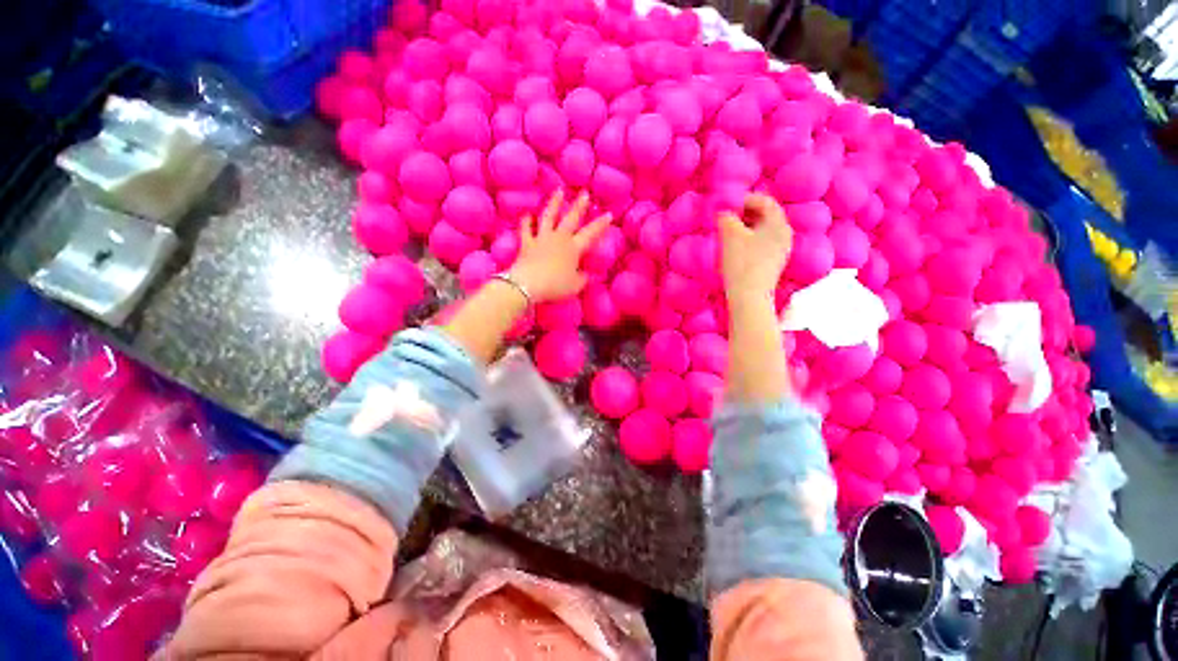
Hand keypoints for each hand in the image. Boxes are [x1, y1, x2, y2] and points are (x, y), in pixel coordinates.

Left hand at [510, 189, 611, 302]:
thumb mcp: (575, 286)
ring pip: (549, 216)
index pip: (591, 233)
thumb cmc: (555, 286)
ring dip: (554, 203)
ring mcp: (542, 238)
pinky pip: (526, 229)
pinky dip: (526, 221)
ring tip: (558, 191)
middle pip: (571, 218)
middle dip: (579, 205)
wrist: (529, 284)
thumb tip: (587, 274)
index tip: (609, 214)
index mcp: (574, 248)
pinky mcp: (527, 243)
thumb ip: (583, 278)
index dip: (601, 224)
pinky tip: (527, 214)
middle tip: (584, 193)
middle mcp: (559, 238)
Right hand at [717, 193, 792, 299]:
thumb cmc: (741, 263)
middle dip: (745, 213)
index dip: (745, 199)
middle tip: (727, 216)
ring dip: (746, 227)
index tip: (727, 204)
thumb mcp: (730, 235)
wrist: (749, 297)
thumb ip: (726, 217)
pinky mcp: (773, 263)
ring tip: (729, 232)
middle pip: (765, 215)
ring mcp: (781, 250)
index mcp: (778, 223)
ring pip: (763, 231)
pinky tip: (736, 249)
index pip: (765, 201)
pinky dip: (749, 240)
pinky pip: (762, 243)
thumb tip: (723, 210)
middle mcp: (784, 234)